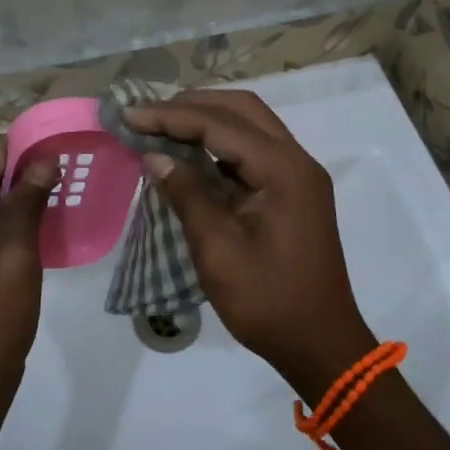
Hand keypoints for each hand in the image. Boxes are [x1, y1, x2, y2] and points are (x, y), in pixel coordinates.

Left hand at [0, 138, 58, 414]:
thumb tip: (45, 158)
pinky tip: (33, 210)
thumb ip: (27, 202)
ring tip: (50, 175)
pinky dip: (1, 224)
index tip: (40, 129)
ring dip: (9, 200)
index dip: (8, 152)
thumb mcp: (15, 256)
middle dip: (12, 176)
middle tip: (53, 153)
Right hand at [123, 90, 376, 400]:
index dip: (171, 116)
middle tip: (147, 115)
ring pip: (250, 124)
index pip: (221, 124)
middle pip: (242, 109)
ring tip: (161, 126)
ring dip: (207, 119)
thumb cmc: (268, 302)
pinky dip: (220, 143)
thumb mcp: (219, 250)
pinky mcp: (292, 190)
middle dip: (192, 105)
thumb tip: (156, 156)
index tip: (129, 116)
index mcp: (284, 170)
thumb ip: (187, 195)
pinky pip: (253, 150)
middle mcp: (296, 160)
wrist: (320, 344)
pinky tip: (189, 153)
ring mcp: (298, 174)